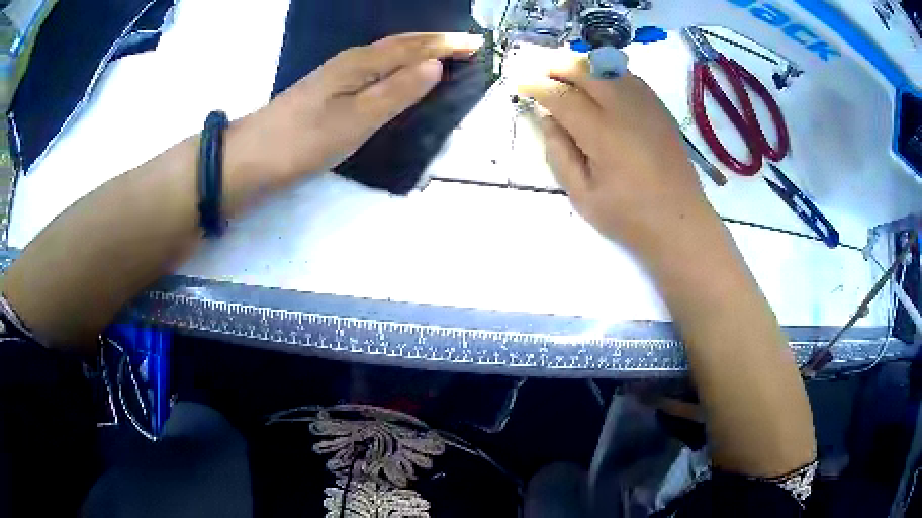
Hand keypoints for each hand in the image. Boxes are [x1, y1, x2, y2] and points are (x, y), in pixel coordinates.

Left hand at [229, 32, 483, 185]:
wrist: (252, 158)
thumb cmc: (305, 140)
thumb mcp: (357, 119)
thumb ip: (397, 91)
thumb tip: (435, 65)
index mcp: (361, 63)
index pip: (413, 47)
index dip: (446, 44)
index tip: (477, 44)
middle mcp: (351, 61)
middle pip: (400, 44)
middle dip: (435, 42)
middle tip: (466, 45)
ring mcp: (337, 74)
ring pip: (387, 54)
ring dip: (417, 50)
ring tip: (442, 53)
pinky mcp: (328, 90)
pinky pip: (374, 67)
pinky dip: (397, 64)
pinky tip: (398, 72)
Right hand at [517, 52, 721, 258]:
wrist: (681, 222)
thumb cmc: (630, 217)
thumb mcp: (583, 196)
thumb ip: (560, 155)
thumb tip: (548, 120)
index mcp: (602, 133)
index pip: (562, 96)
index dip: (538, 86)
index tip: (521, 83)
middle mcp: (625, 109)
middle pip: (586, 70)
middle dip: (558, 66)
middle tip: (541, 73)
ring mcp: (646, 105)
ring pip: (609, 68)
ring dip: (583, 66)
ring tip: (567, 75)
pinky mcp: (660, 109)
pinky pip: (629, 77)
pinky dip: (608, 74)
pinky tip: (600, 86)